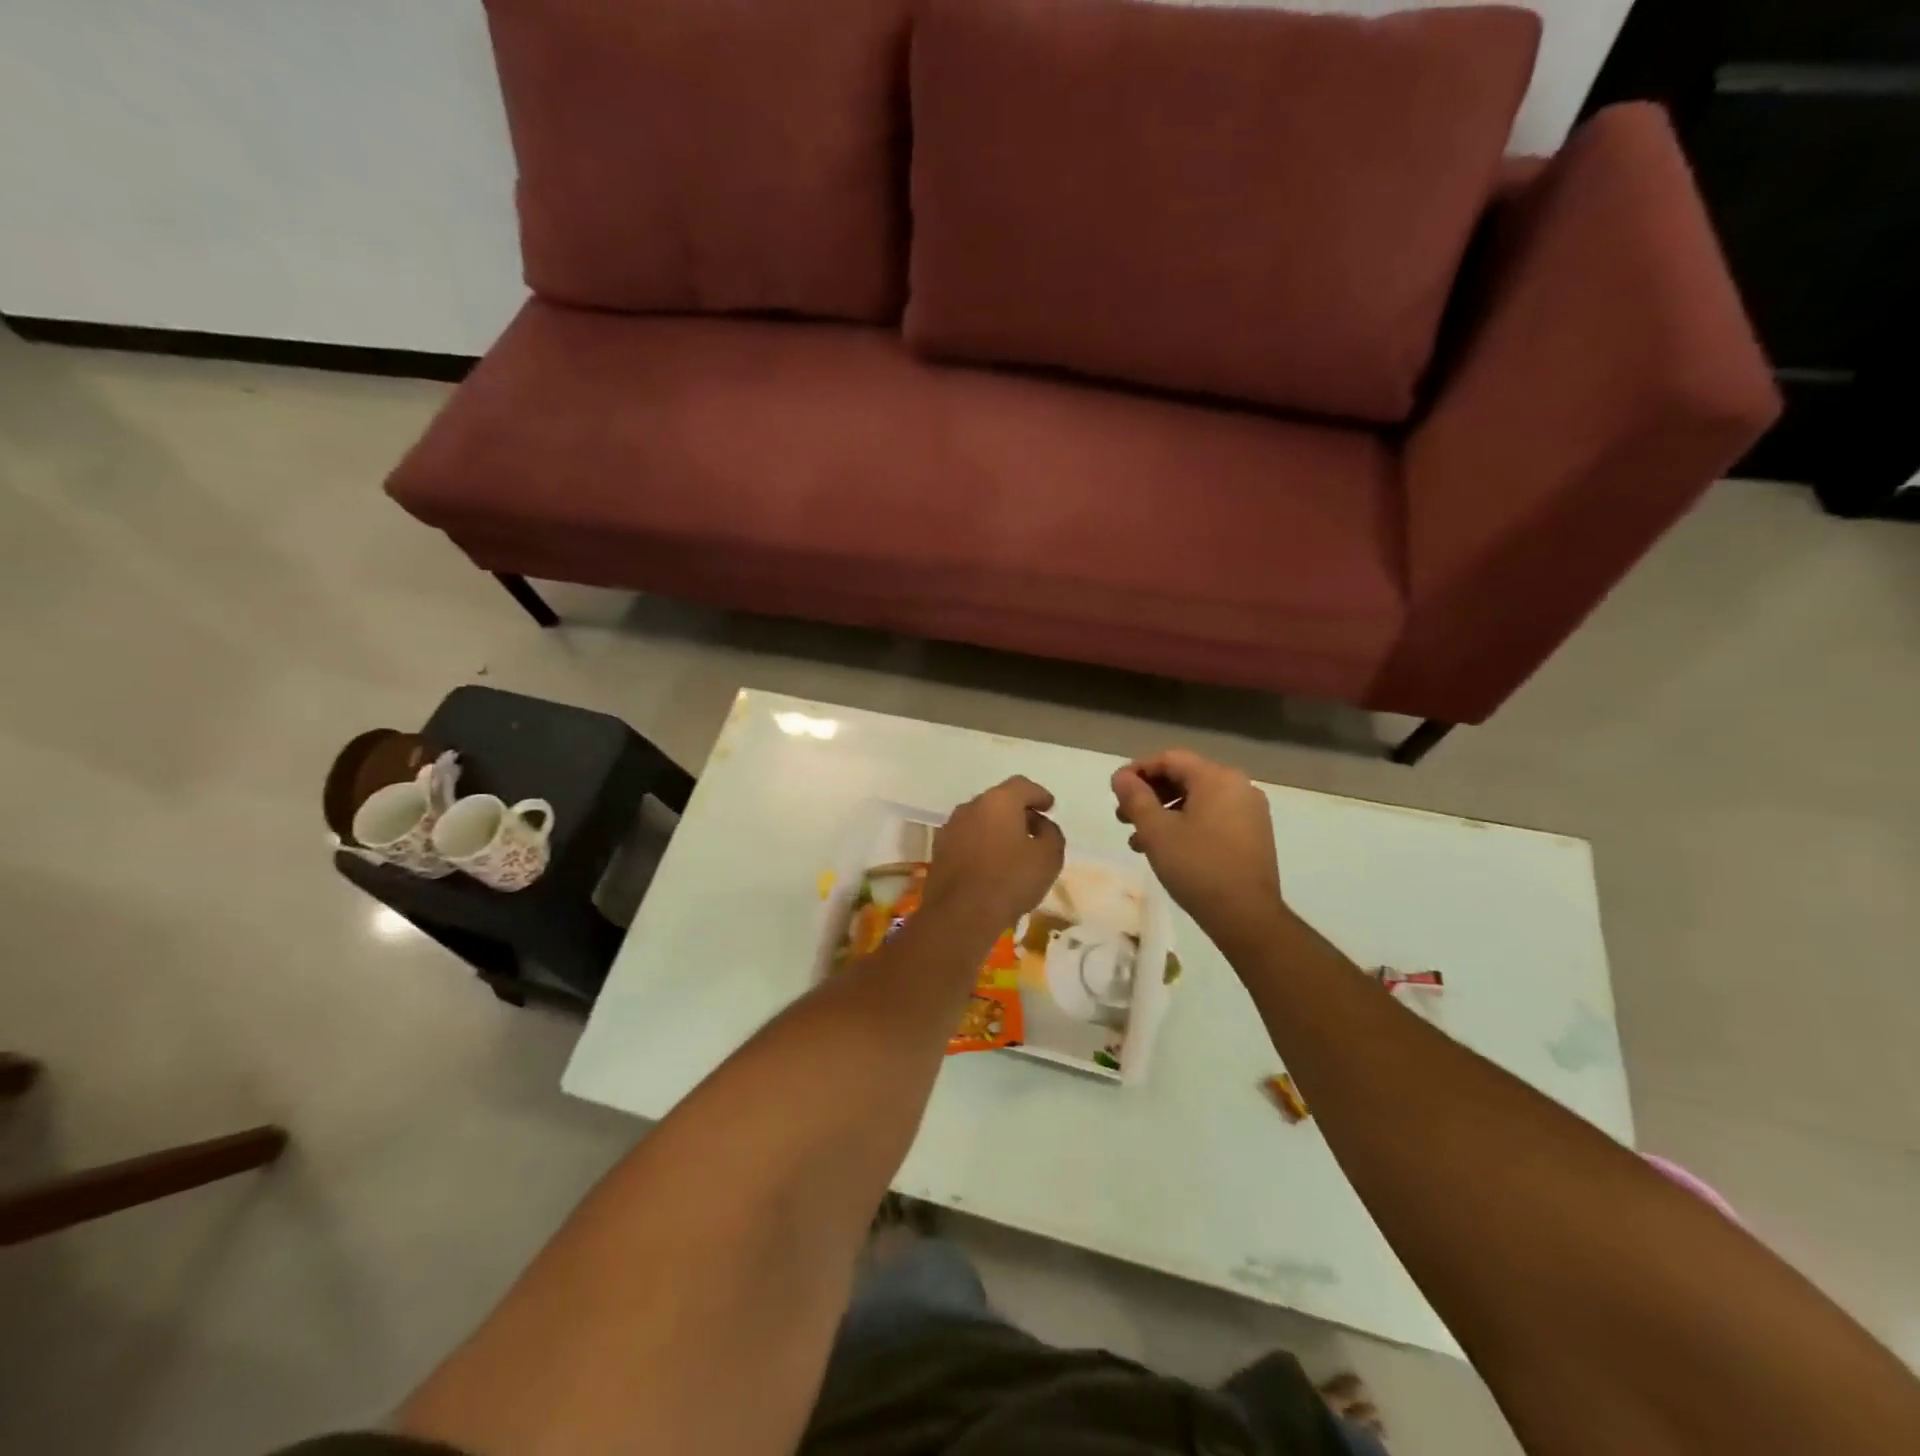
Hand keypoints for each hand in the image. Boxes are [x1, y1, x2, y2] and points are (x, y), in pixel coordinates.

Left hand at [923, 776, 1066, 937]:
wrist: (960, 914)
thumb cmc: (1010, 880)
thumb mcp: (1049, 857)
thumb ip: (1051, 834)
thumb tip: (1041, 825)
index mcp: (998, 801)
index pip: (1022, 785)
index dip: (1038, 795)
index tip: (1049, 807)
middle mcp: (971, 806)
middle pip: (999, 800)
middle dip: (1017, 811)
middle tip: (1033, 828)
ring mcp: (951, 827)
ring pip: (980, 819)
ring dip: (997, 828)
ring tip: (1013, 849)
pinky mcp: (939, 850)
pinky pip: (967, 838)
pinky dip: (981, 843)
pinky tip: (991, 864)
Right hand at [1111, 749, 1284, 949]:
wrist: (1246, 916)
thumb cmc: (1197, 866)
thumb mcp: (1156, 830)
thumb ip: (1135, 798)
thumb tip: (1121, 777)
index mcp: (1217, 778)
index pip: (1170, 759)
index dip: (1137, 770)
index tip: (1115, 790)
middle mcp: (1239, 787)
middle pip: (1184, 778)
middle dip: (1149, 794)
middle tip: (1122, 816)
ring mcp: (1250, 812)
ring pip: (1197, 800)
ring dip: (1164, 813)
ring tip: (1138, 839)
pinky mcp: (1253, 835)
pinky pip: (1213, 817)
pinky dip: (1186, 825)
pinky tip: (1166, 850)